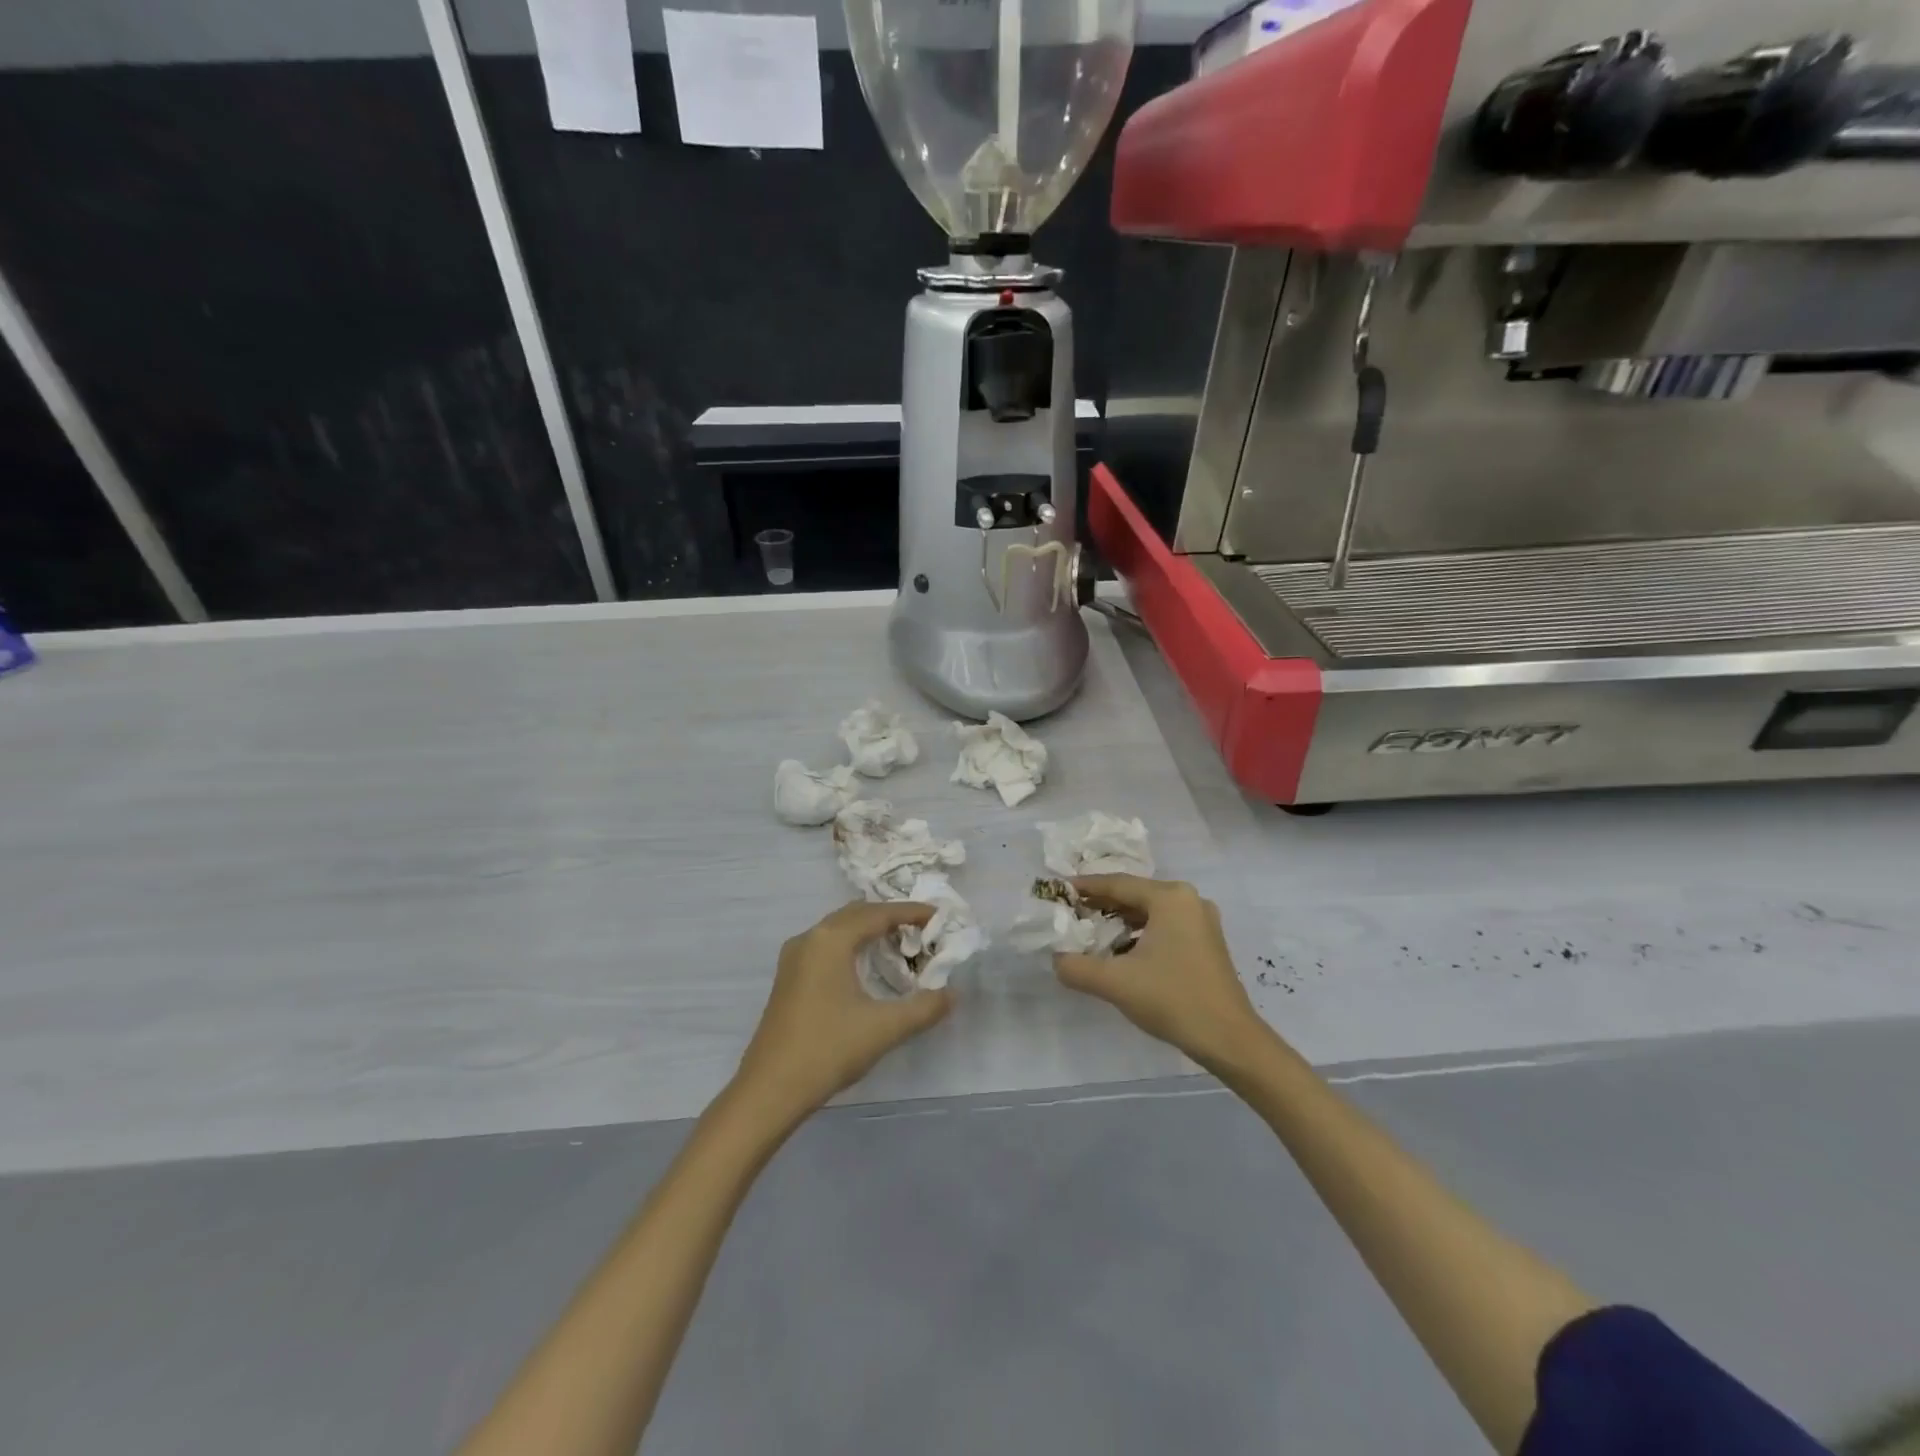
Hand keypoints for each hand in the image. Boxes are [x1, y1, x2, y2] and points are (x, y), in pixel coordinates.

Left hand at [733, 900, 953, 1116]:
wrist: (770, 1090)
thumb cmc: (828, 1049)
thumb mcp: (884, 1028)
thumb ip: (924, 1008)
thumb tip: (952, 995)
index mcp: (831, 940)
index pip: (878, 914)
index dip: (910, 912)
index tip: (938, 916)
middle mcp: (810, 938)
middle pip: (856, 914)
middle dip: (890, 917)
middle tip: (921, 931)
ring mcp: (794, 958)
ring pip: (839, 929)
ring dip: (868, 931)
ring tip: (899, 946)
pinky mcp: (789, 978)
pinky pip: (826, 945)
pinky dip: (852, 945)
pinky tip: (866, 967)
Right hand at [1054, 875, 1264, 1071]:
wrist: (1229, 1040)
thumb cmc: (1173, 999)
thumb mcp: (1115, 983)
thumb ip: (1076, 967)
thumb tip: (1056, 959)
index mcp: (1170, 897)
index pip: (1117, 884)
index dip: (1085, 887)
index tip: (1058, 891)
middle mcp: (1188, 900)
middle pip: (1134, 895)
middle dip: (1101, 904)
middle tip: (1070, 913)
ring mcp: (1201, 921)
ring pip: (1150, 911)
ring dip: (1120, 920)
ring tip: (1090, 932)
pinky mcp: (1207, 942)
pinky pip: (1164, 926)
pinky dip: (1140, 933)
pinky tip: (1121, 951)